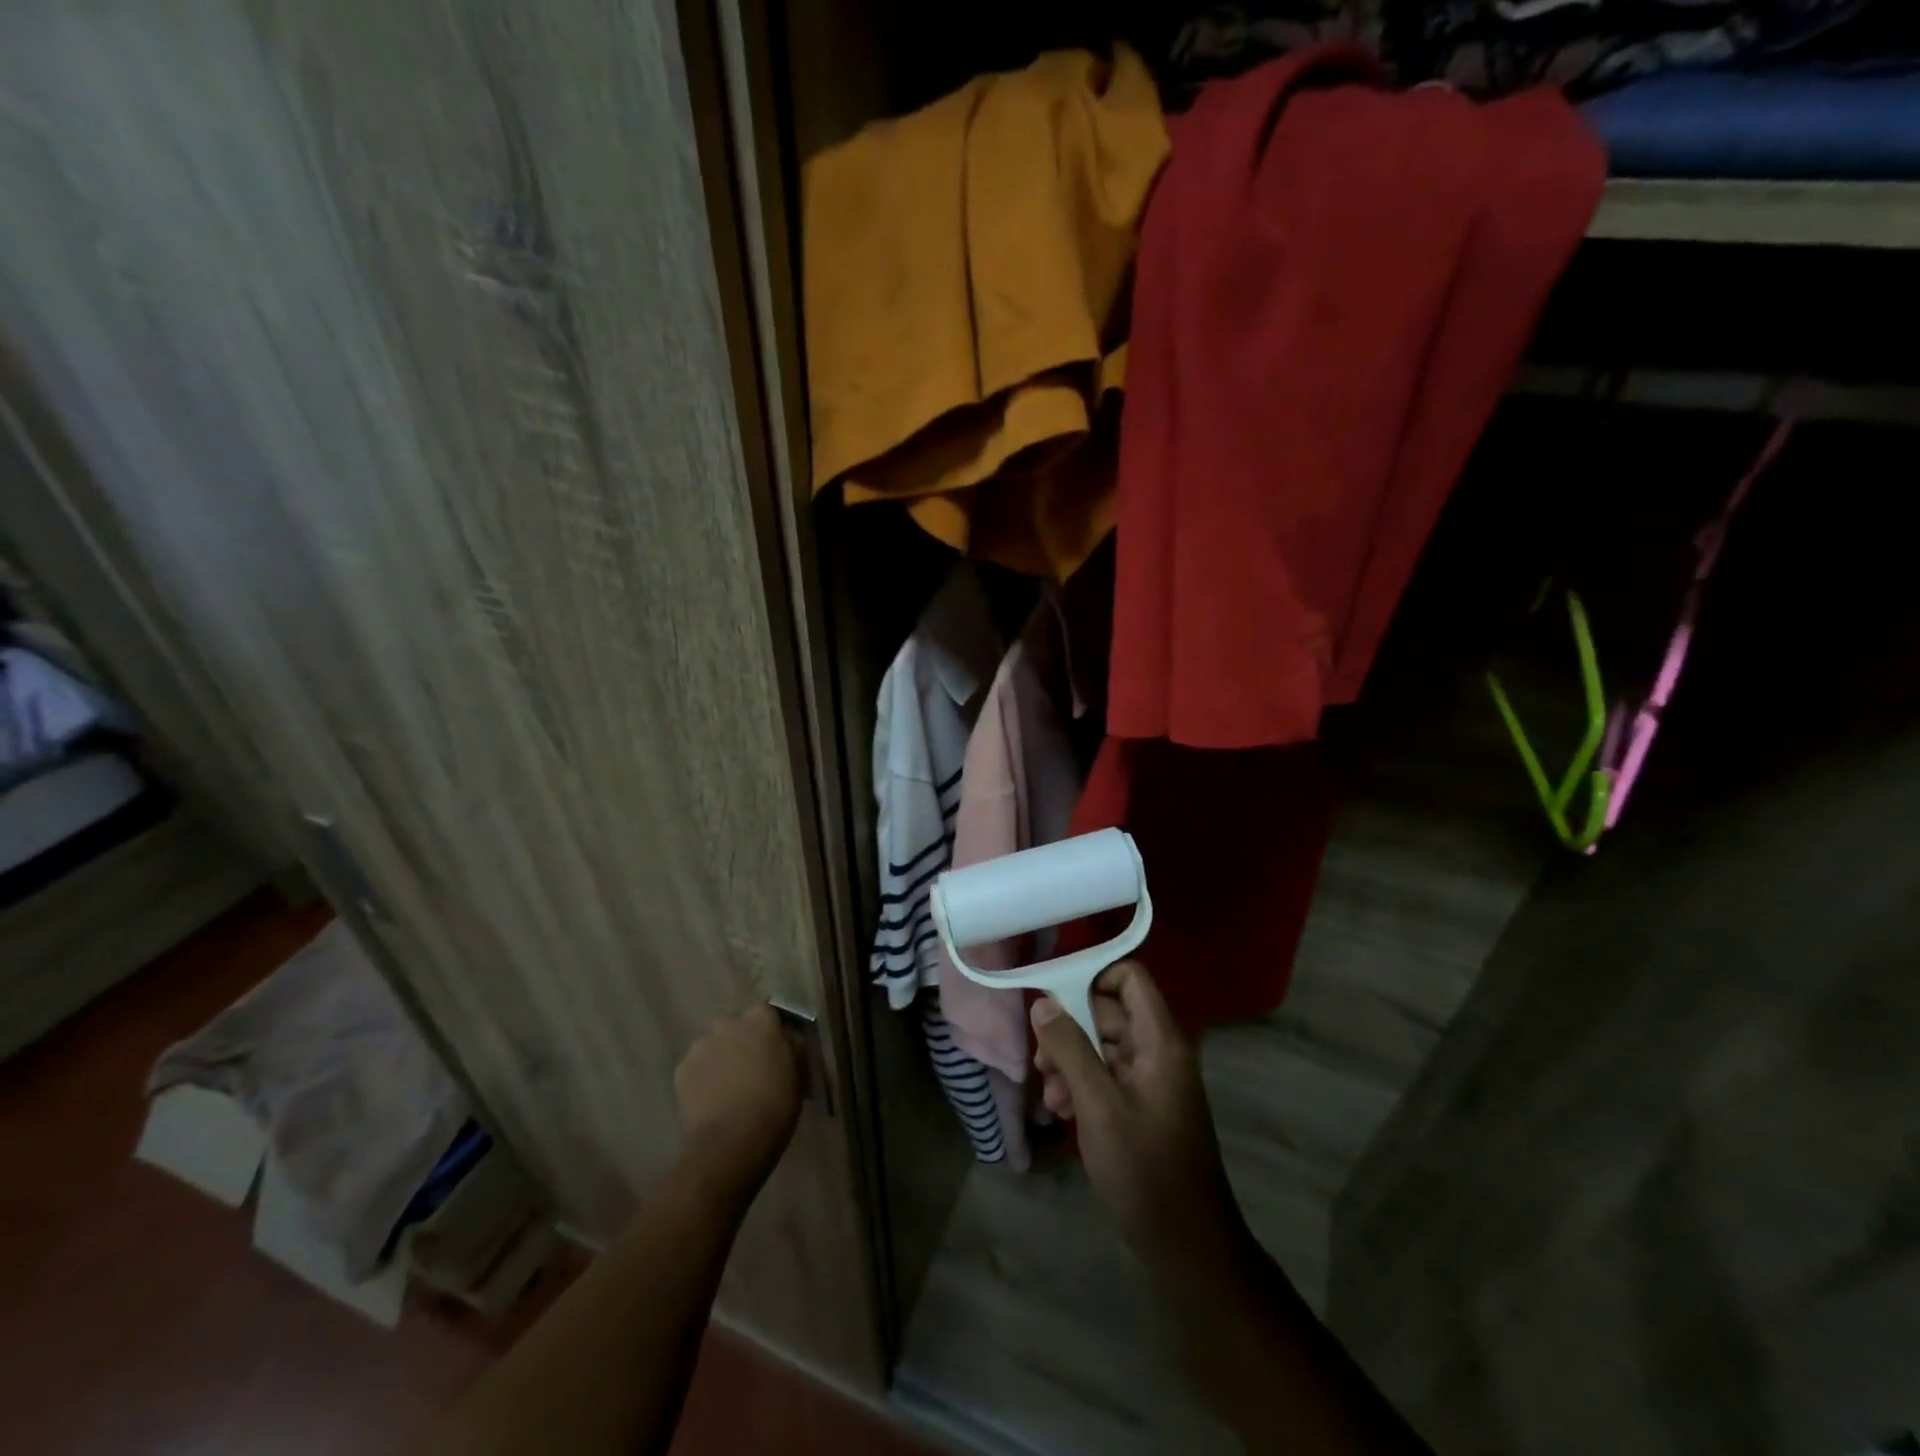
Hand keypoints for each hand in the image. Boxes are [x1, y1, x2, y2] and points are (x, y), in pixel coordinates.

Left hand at [673, 1004, 802, 1187]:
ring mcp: (700, 1045)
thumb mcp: (799, 1070)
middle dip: (743, 1042)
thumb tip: (788, 1035)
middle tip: (752, 1069)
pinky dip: (703, 1078)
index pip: (768, 1013)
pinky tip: (712, 1099)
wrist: (731, 1143)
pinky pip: (696, 1067)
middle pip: (737, 1027)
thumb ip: (793, 1044)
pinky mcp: (681, 1070)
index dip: (772, 1031)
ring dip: (722, 1058)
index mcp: (760, 1018)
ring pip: (714, 1046)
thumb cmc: (775, 1105)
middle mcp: (727, 1022)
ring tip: (729, 1087)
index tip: (777, 1050)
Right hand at [1031, 961, 1245, 1265]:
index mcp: (1160, 1040)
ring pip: (1102, 1045)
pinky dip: (1082, 1085)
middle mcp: (1159, 1050)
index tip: (1053, 997)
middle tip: (1041, 1061)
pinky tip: (1061, 1112)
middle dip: (1069, 1029)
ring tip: (1050, 1096)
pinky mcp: (1142, 1104)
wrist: (1185, 1244)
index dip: (1092, 976)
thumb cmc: (1144, 1167)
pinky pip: (1107, 1075)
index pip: (1130, 977)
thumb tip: (1043, 1001)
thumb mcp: (1098, 1104)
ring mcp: (1151, 1079)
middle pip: (1108, 1011)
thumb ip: (1069, 1047)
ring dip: (1070, 1062)